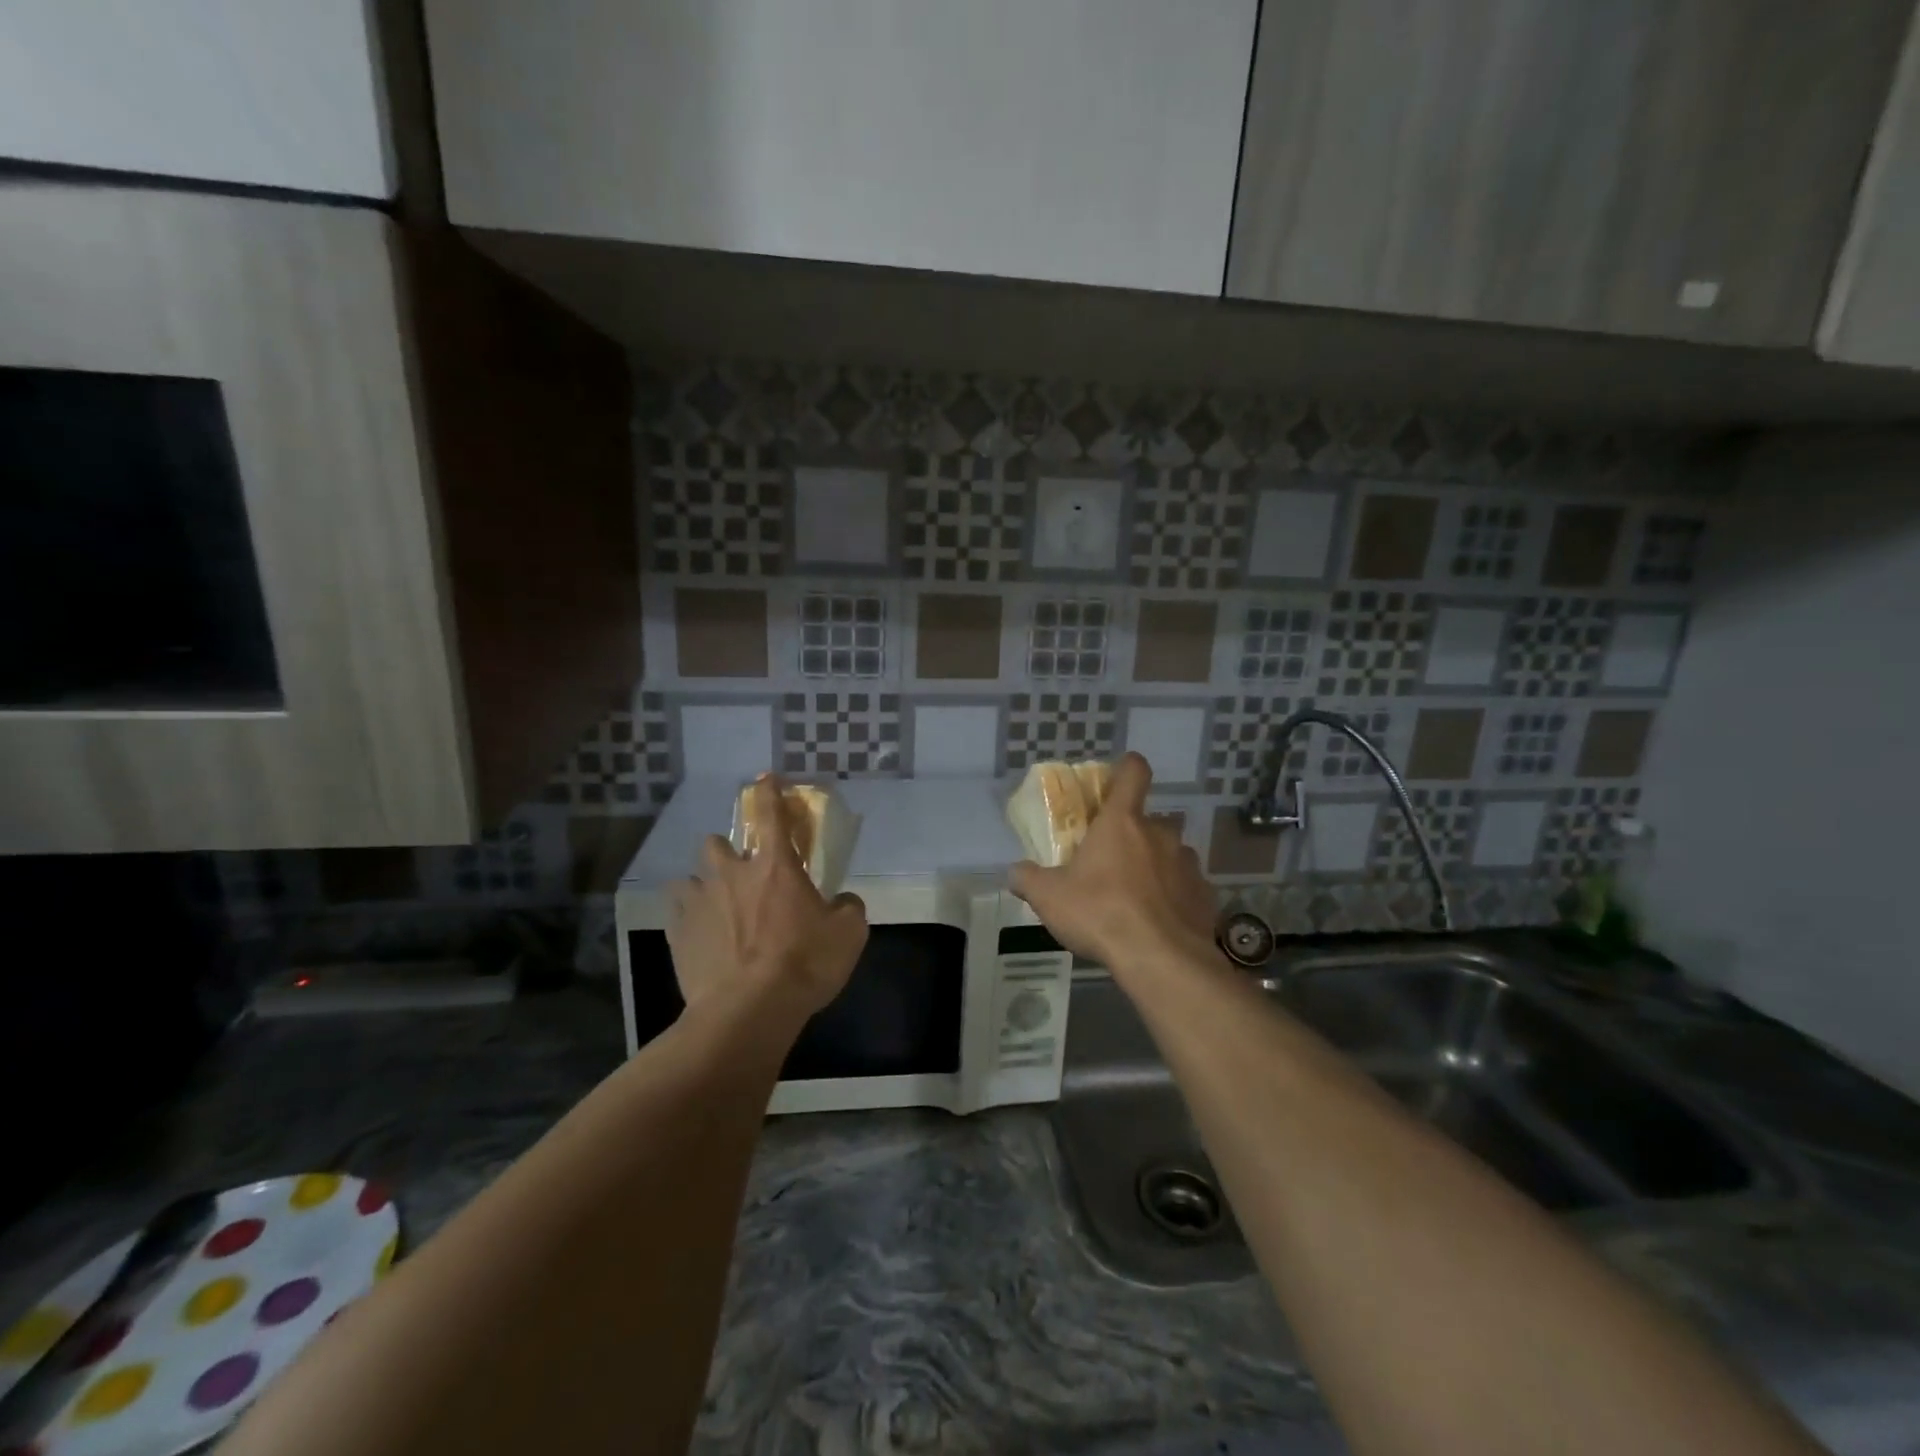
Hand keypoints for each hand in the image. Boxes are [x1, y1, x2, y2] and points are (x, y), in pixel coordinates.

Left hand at [667, 777, 868, 1025]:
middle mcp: (732, 874)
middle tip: (742, 874)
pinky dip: (690, 919)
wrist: (749, 1011)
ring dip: (705, 887)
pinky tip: (702, 939)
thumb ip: (847, 908)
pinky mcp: (678, 934)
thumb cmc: (803, 963)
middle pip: (716, 843)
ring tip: (718, 910)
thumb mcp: (848, 934)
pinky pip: (678, 914)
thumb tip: (842, 901)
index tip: (766, 779)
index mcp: (775, 866)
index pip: (771, 814)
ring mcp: (699, 903)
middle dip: (727, 851)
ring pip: (690, 878)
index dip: (769, 792)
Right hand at [1009, 753, 1217, 973]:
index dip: (1127, 768)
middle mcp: (1160, 834)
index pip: (1133, 773)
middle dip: (1132, 836)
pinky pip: (1185, 887)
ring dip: (1154, 867)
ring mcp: (1187, 864)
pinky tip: (1158, 923)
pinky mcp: (1204, 896)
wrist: (1161, 960)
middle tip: (1111, 863)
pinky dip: (1173, 898)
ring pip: (1170, 854)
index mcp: (1122, 822)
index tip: (1118, 776)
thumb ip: (1028, 879)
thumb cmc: (1100, 913)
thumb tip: (1015, 873)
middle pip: (1149, 821)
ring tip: (1135, 898)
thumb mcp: (1048, 897)